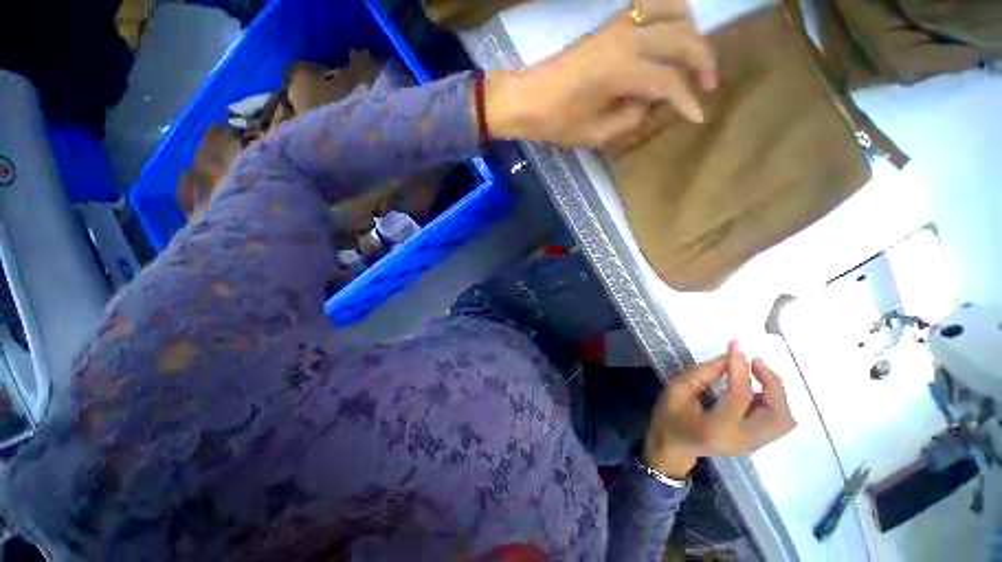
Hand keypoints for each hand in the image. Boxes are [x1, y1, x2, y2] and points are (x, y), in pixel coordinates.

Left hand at [483, 3, 714, 148]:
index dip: (688, 100)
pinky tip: (671, 34)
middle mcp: (626, 40)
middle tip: (707, 86)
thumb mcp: (596, 134)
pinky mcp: (609, 24)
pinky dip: (670, 14)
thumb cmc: (557, 122)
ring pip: (673, 10)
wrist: (527, 99)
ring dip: (691, 33)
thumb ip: (633, 118)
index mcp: (621, 72)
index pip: (669, 81)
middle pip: (682, 38)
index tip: (699, 116)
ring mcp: (617, 26)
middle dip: (702, 62)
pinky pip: (650, 5)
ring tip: (692, 59)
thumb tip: (655, 102)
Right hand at [642, 341, 796, 476]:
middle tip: (755, 362)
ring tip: (757, 374)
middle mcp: (743, 440)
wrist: (672, 447)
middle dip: (772, 383)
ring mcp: (753, 445)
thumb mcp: (675, 391)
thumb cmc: (669, 417)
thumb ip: (700, 374)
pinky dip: (773, 402)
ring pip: (784, 420)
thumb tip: (728, 358)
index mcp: (717, 429)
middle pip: (777, 414)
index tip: (737, 345)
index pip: (740, 395)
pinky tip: (753, 390)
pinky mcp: (756, 443)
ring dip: (776, 393)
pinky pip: (777, 422)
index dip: (740, 367)